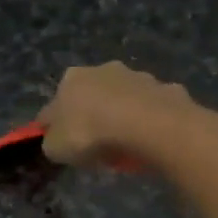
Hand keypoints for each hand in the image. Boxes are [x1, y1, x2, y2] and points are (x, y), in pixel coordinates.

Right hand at [37, 62, 194, 167]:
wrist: (145, 125)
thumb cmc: (90, 134)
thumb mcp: (56, 148)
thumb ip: (52, 141)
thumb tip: (55, 139)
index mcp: (71, 79)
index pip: (55, 104)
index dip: (55, 126)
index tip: (62, 144)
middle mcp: (103, 69)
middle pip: (92, 96)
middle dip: (93, 116)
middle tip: (96, 145)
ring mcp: (137, 76)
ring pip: (124, 99)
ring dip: (123, 116)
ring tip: (126, 146)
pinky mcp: (165, 88)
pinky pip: (152, 109)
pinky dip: (149, 122)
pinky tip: (150, 140)